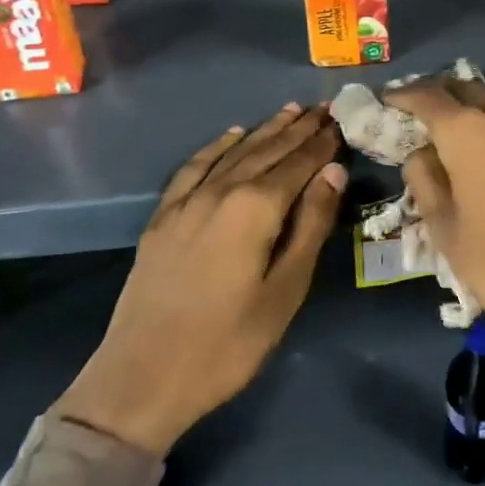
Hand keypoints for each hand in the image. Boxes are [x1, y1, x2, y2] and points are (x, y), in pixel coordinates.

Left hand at [57, 104, 345, 454]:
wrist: (143, 377)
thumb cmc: (228, 343)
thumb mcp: (285, 290)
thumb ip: (311, 225)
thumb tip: (333, 171)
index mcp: (255, 208)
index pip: (298, 163)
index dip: (322, 143)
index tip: (341, 121)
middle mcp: (220, 191)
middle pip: (267, 150)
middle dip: (298, 129)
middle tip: (323, 108)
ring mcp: (186, 201)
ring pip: (233, 152)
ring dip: (264, 131)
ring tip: (290, 111)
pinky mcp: (163, 217)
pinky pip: (194, 167)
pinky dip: (216, 146)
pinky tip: (231, 135)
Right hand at [387, 78, 484, 475]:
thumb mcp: (448, 234)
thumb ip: (427, 185)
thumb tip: (421, 154)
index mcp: (469, 136)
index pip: (430, 99)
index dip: (406, 95)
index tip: (390, 99)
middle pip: (472, 88)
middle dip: (443, 90)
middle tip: (425, 104)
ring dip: (483, 96)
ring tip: (469, 114)